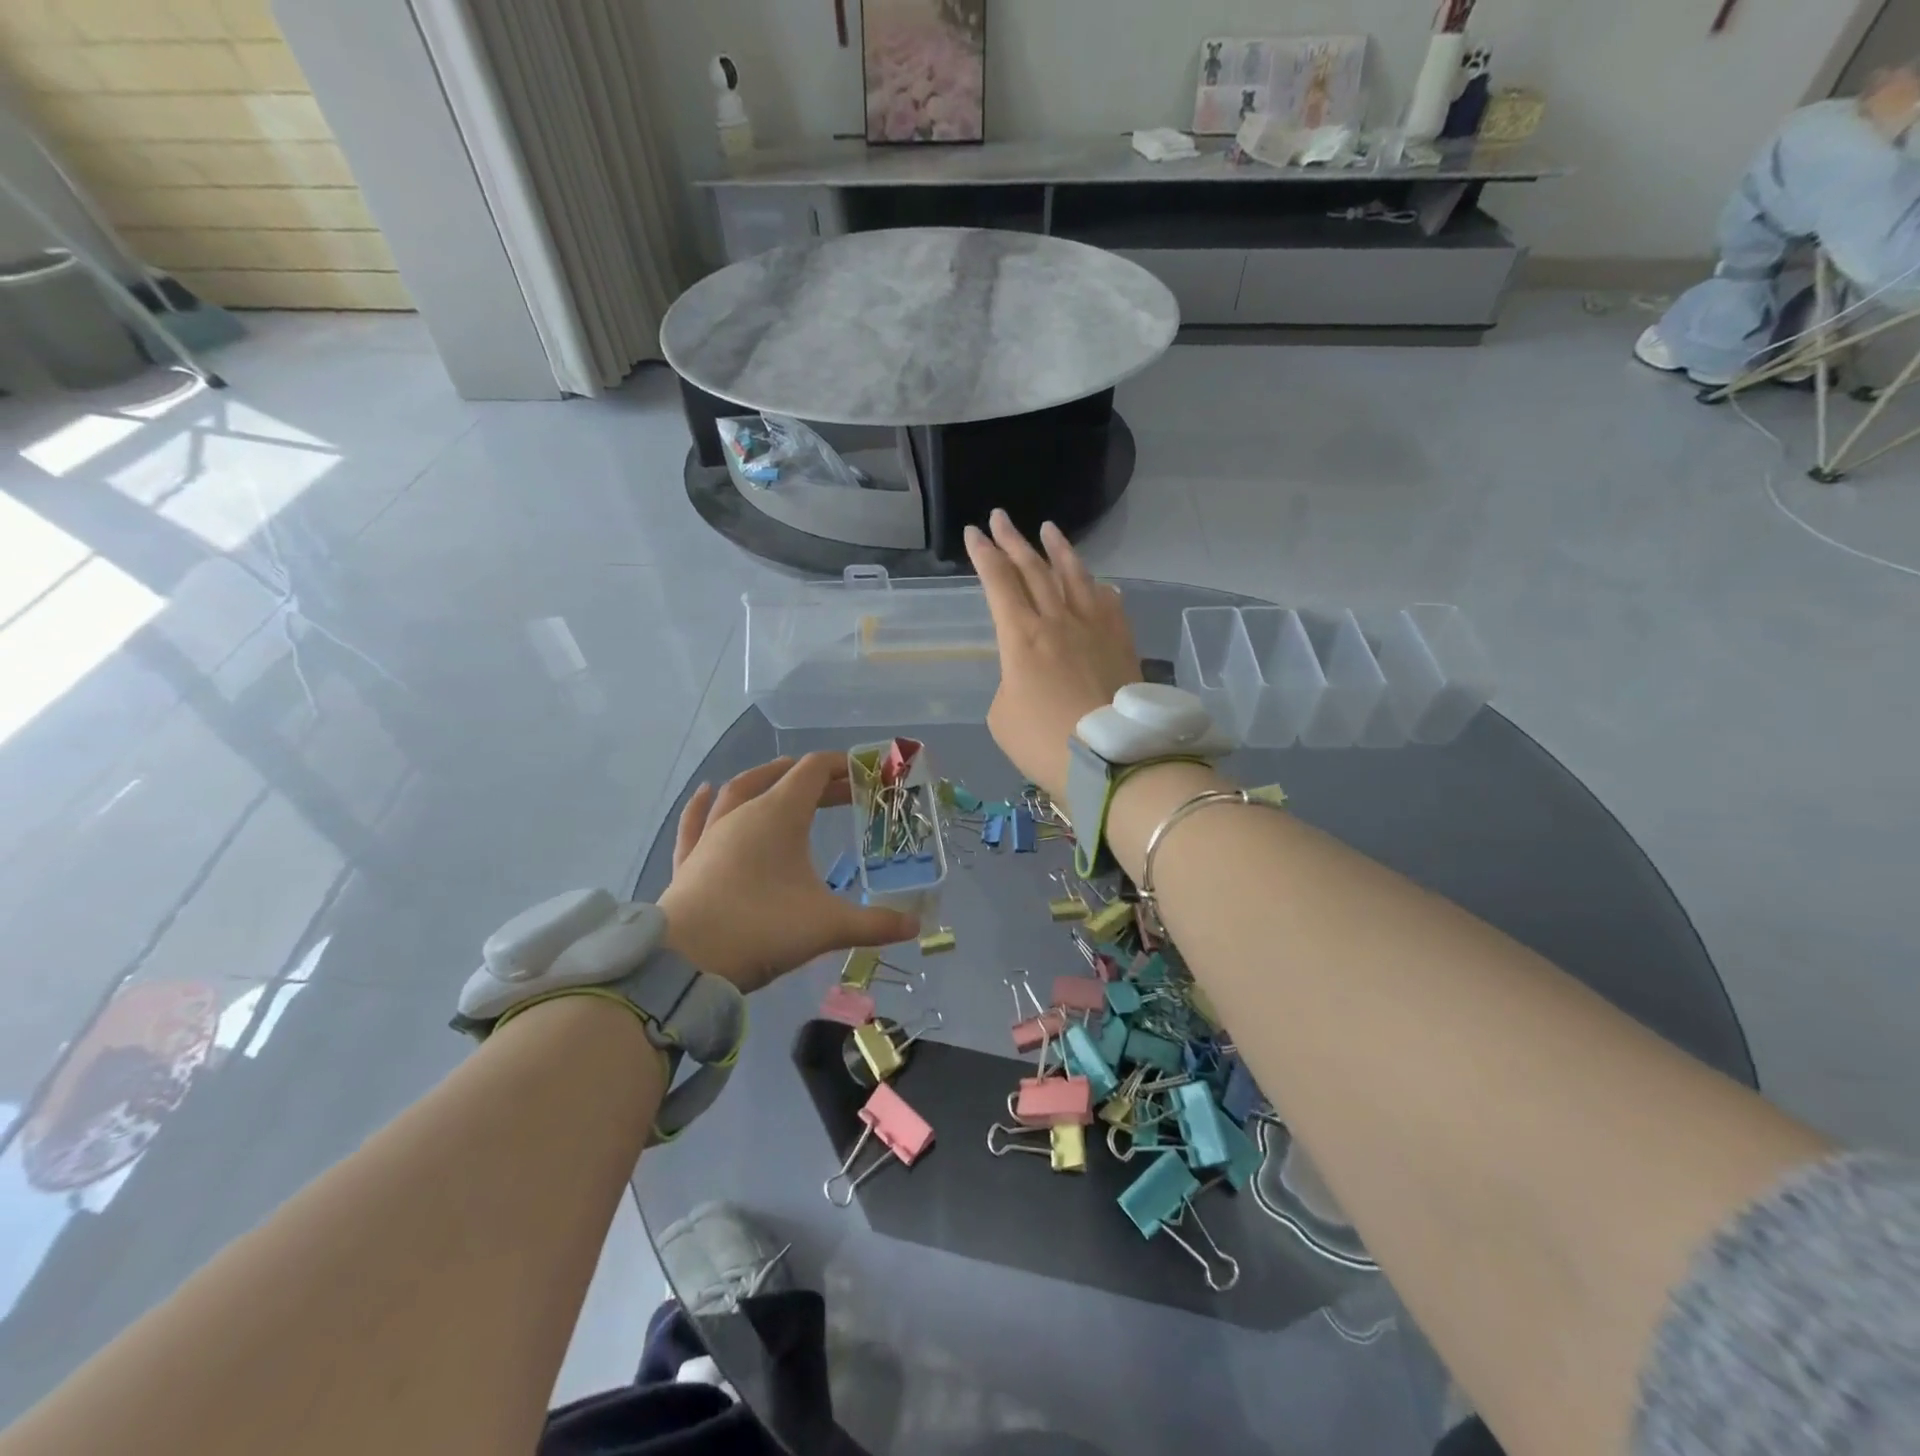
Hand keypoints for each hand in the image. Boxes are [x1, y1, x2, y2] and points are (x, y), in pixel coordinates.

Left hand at [659, 753, 920, 992]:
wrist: (685, 963)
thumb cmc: (762, 929)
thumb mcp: (827, 926)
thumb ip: (875, 925)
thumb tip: (916, 928)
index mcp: (779, 815)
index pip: (814, 771)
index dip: (842, 766)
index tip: (867, 773)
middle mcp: (743, 814)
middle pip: (782, 778)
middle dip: (815, 779)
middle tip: (843, 790)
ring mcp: (711, 835)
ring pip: (738, 790)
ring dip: (764, 779)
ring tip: (782, 777)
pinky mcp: (689, 860)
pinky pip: (697, 820)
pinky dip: (705, 803)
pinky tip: (707, 791)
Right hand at [965, 509, 1141, 801]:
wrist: (1112, 760)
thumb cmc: (1045, 743)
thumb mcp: (1003, 716)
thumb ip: (1010, 682)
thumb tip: (1030, 671)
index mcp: (1021, 637)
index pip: (998, 583)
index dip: (983, 555)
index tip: (973, 532)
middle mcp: (1058, 620)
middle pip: (1034, 569)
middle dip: (1013, 541)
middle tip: (1000, 517)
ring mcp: (1095, 628)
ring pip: (1075, 576)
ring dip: (1059, 550)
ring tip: (1049, 529)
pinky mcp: (1122, 642)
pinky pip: (1109, 603)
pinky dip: (1099, 588)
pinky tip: (1099, 583)